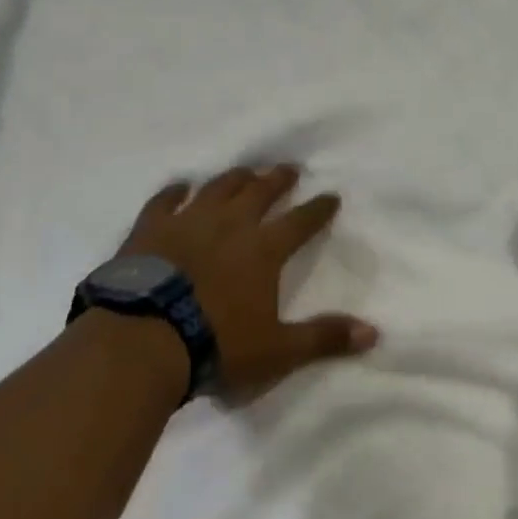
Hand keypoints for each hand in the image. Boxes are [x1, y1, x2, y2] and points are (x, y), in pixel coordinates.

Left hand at [118, 166, 378, 399]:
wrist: (144, 341)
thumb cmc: (216, 346)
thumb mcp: (278, 351)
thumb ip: (324, 338)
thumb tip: (374, 332)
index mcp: (263, 249)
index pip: (300, 221)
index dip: (318, 208)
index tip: (331, 195)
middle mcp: (230, 224)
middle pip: (260, 191)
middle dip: (277, 179)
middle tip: (288, 168)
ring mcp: (188, 221)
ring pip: (218, 188)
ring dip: (235, 178)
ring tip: (245, 171)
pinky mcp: (150, 228)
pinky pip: (165, 200)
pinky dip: (175, 191)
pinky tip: (181, 186)